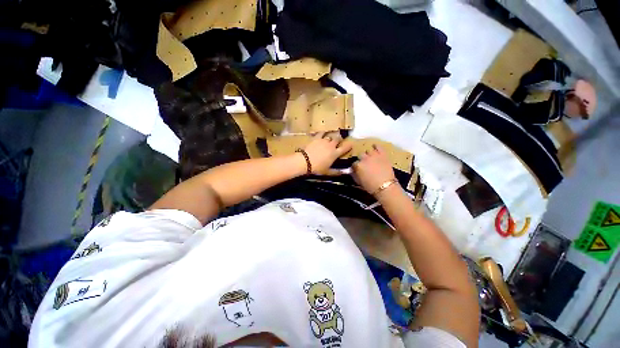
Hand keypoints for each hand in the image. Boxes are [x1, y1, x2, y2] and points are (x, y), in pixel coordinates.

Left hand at [303, 132, 352, 174]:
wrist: (305, 161)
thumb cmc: (317, 168)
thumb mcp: (327, 172)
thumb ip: (336, 172)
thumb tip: (344, 172)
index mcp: (335, 153)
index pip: (345, 148)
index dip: (349, 146)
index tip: (351, 144)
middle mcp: (331, 145)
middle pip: (338, 139)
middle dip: (339, 139)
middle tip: (339, 140)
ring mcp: (323, 140)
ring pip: (330, 135)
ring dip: (331, 136)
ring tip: (331, 136)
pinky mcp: (316, 138)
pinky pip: (321, 133)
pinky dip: (322, 133)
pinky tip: (322, 133)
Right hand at [352, 145, 396, 194]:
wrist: (386, 187)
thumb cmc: (370, 186)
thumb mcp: (358, 182)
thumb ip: (354, 175)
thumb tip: (352, 171)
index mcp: (358, 165)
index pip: (354, 163)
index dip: (355, 166)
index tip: (357, 169)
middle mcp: (364, 158)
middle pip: (360, 155)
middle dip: (361, 159)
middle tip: (364, 164)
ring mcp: (374, 155)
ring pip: (368, 150)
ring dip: (368, 154)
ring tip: (370, 157)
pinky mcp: (383, 154)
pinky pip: (378, 147)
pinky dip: (376, 146)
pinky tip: (375, 147)